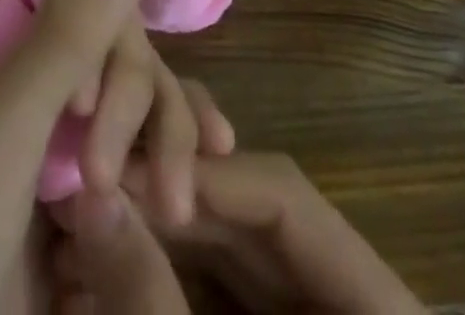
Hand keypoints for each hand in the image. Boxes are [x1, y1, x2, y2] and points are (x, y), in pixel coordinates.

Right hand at [54, 151, 420, 313]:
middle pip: (252, 222)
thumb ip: (149, 299)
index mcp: (379, 313)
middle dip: (166, 202)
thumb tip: (91, 195)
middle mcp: (351, 305)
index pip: (284, 200)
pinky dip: (165, 283)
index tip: (120, 164)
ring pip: (230, 256)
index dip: (203, 173)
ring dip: (157, 237)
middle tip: (88, 189)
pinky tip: (106, 273)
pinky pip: (218, 297)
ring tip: (85, 226)